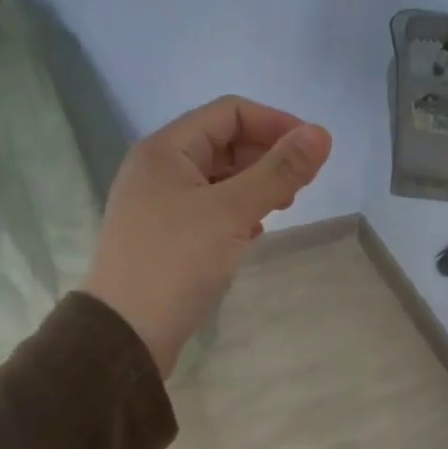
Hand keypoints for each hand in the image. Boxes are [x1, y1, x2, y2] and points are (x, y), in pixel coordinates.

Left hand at [82, 96, 332, 376]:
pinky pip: (210, 209)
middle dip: (267, 156)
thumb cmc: (176, 263)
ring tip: (282, 208)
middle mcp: (159, 169)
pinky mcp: (166, 236)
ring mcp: (160, 204)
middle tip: (298, 186)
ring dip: (255, 186)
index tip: (312, 151)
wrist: (125, 336)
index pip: (229, 112)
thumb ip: (278, 171)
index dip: (275, 123)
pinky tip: (254, 234)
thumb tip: (322, 133)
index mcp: (165, 149)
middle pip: (224, 143)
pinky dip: (237, 212)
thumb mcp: (231, 212)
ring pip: (219, 178)